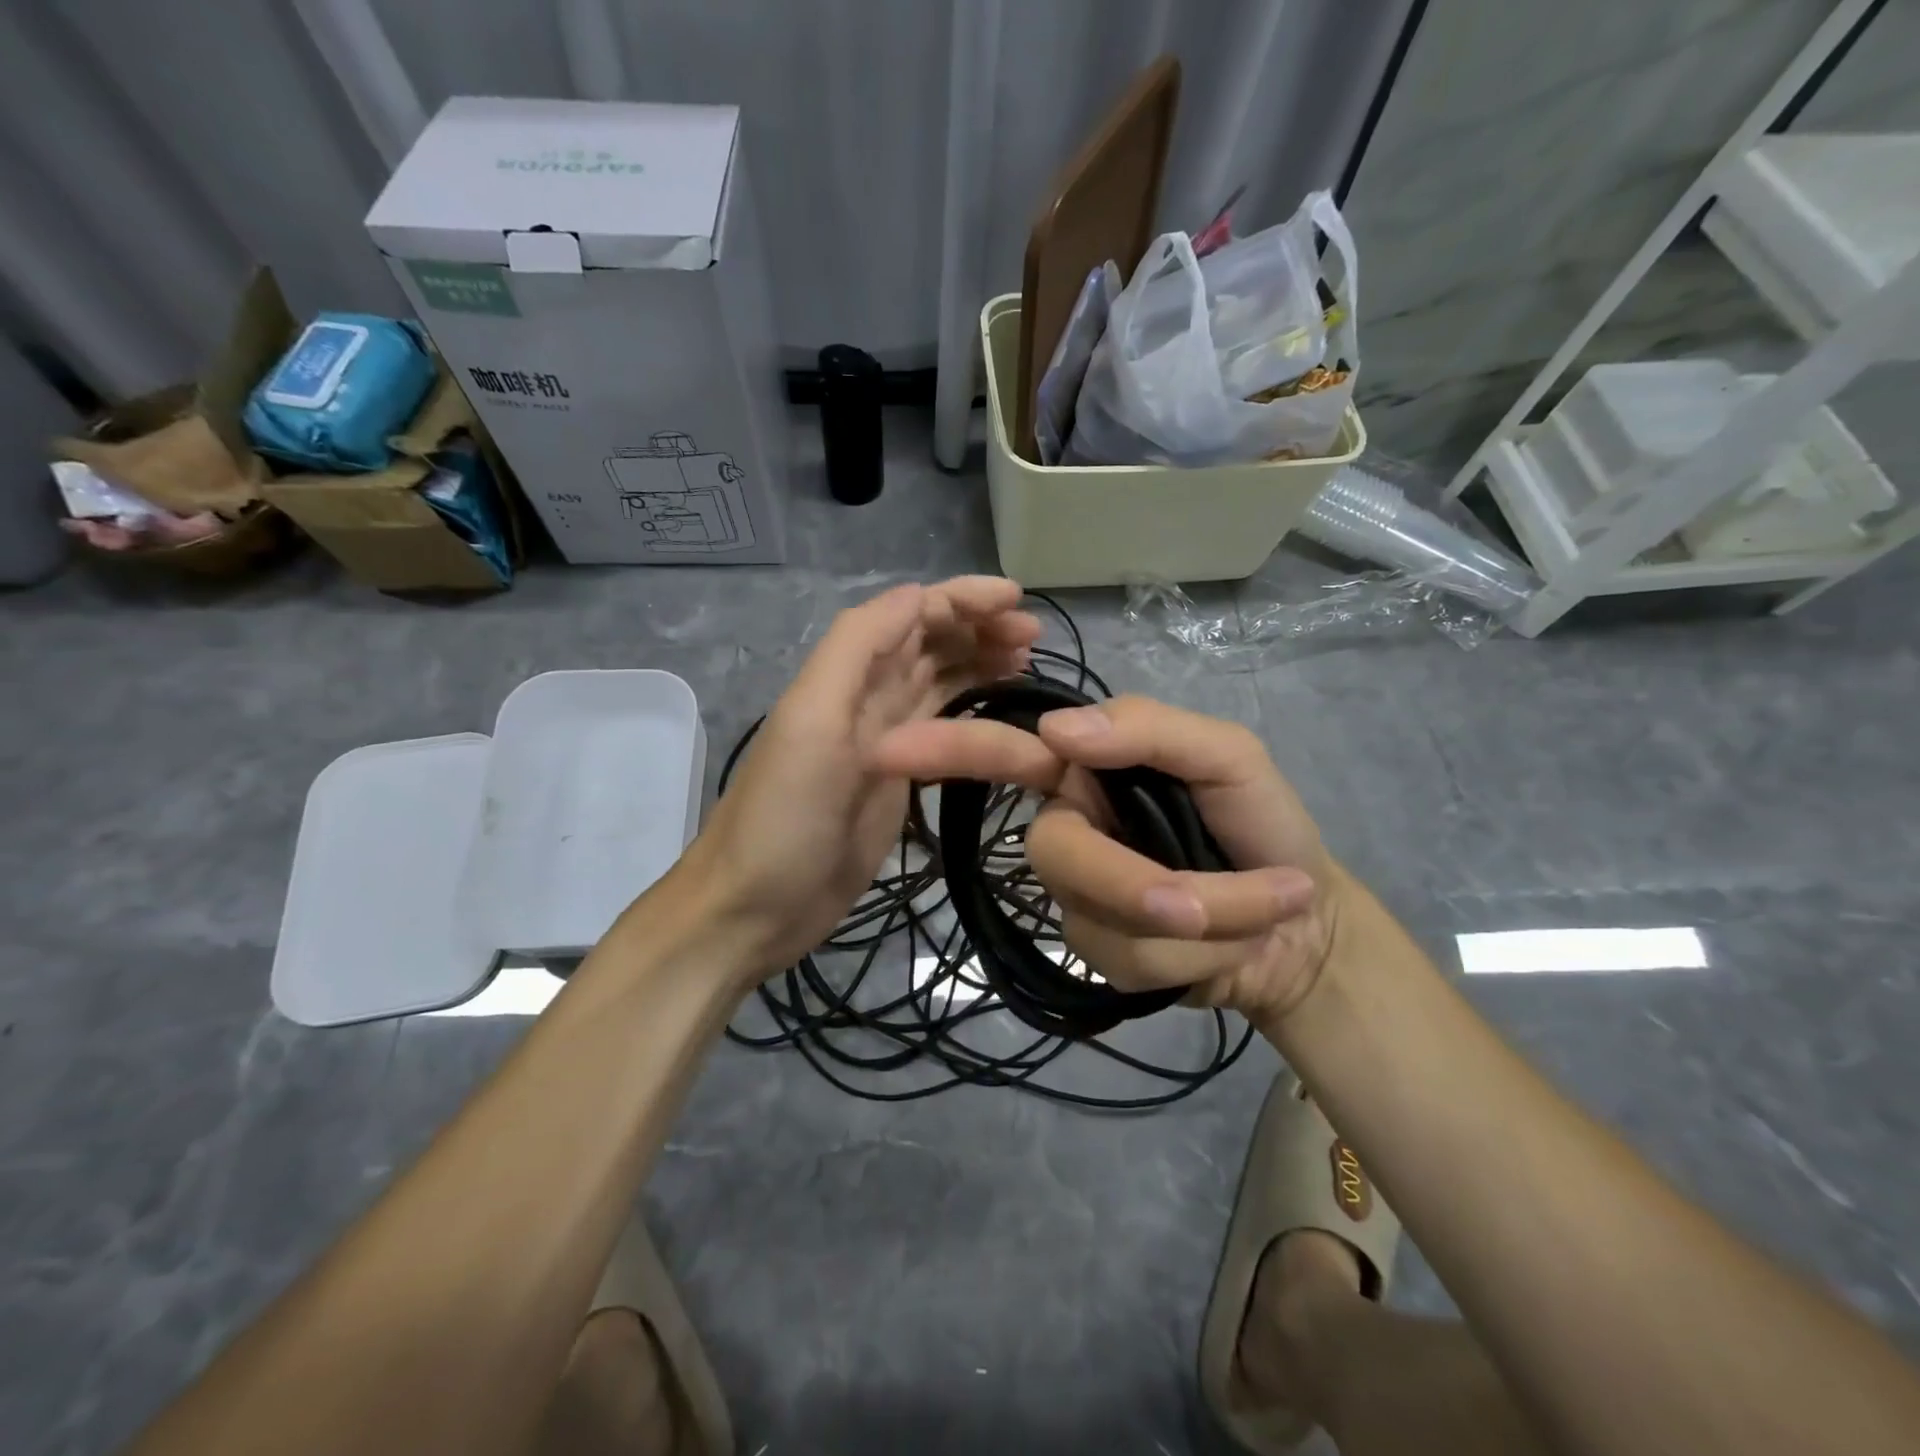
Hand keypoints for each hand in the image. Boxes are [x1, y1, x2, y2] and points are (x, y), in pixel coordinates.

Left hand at [662, 577, 1040, 986]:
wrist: (756, 907)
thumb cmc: (783, 814)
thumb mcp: (812, 720)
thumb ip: (857, 647)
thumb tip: (917, 594)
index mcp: (847, 674)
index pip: (912, 615)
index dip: (962, 599)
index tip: (1018, 600)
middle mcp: (867, 697)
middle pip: (930, 644)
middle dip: (980, 628)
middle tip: (1034, 635)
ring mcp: (887, 742)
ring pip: (941, 682)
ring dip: (982, 663)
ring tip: (1028, 661)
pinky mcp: (900, 782)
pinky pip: (945, 731)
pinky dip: (975, 711)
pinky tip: (1002, 711)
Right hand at [873, 695, 1338, 1024]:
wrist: (1307, 927)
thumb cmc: (1265, 826)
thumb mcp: (1228, 758)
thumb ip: (1150, 730)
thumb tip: (1060, 729)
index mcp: (1089, 772)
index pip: (1007, 753)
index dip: (946, 750)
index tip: (884, 751)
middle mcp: (1068, 828)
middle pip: (1055, 854)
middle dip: (1139, 881)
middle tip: (1225, 897)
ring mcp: (1076, 897)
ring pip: (1099, 916)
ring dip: (1199, 923)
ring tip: (1256, 912)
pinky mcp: (1096, 953)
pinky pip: (1125, 960)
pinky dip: (1196, 957)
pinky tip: (1225, 950)